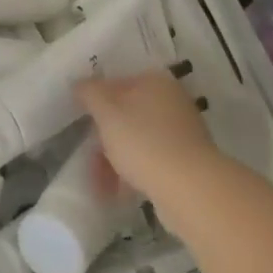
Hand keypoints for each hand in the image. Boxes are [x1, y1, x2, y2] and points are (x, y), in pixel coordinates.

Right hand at [78, 71, 226, 231]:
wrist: (191, 189)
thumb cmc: (143, 142)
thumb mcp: (106, 113)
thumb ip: (89, 93)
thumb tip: (80, 84)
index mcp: (154, 81)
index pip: (115, 83)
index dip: (94, 102)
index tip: (81, 123)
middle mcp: (171, 100)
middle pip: (126, 114)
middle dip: (104, 138)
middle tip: (88, 157)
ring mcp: (182, 132)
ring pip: (137, 140)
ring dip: (115, 159)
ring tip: (100, 185)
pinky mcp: (187, 162)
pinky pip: (151, 161)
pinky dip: (133, 172)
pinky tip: (118, 192)